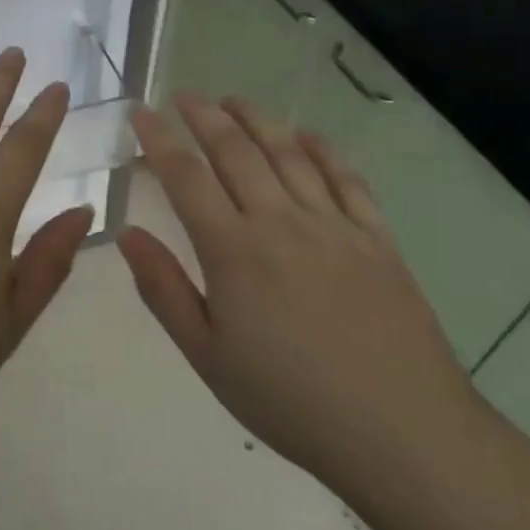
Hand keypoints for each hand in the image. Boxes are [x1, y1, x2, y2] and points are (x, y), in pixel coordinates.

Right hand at [119, 93, 481, 499]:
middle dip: (204, 117)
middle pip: (236, 151)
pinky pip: (348, 180)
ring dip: (257, 120)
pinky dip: (324, 150)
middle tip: (184, 96)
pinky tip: (308, 136)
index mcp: (233, 250)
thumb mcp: (207, 356)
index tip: (141, 111)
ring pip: (288, 154)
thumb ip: (164, 289)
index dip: (159, 138)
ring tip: (233, 100)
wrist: (402, 433)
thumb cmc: (290, 400)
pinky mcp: (377, 240)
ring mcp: (334, 226)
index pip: (185, 177)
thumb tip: (127, 234)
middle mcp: (281, 222)